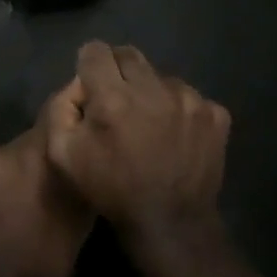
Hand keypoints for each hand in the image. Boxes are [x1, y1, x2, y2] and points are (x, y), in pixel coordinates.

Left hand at [0, 91, 94, 276]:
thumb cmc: (49, 255)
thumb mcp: (82, 213)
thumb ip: (83, 168)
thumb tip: (93, 141)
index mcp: (35, 154)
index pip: (58, 108)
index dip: (76, 106)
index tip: (92, 109)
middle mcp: (6, 151)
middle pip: (39, 132)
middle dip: (56, 142)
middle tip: (75, 157)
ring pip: (20, 151)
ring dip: (34, 161)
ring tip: (49, 185)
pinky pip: (2, 168)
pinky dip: (15, 175)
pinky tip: (24, 198)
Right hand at [44, 42, 230, 268]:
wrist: (170, 224)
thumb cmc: (111, 190)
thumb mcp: (63, 155)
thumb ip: (61, 109)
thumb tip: (79, 85)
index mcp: (113, 97)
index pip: (96, 51)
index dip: (89, 65)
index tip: (91, 85)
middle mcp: (153, 88)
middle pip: (129, 55)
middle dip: (117, 71)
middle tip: (116, 101)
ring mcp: (190, 99)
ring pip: (161, 76)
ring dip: (150, 91)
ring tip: (148, 124)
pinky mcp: (215, 114)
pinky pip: (189, 97)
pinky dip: (178, 109)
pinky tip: (173, 136)